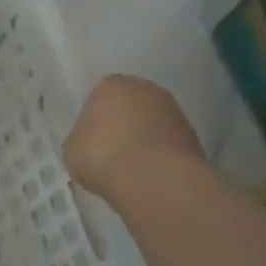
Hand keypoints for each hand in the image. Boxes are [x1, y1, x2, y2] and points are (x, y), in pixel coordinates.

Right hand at [63, 74, 205, 198]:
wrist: (155, 180)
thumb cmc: (103, 155)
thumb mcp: (72, 148)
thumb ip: (81, 138)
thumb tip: (89, 143)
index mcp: (111, 85)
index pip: (98, 96)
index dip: (94, 119)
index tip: (91, 140)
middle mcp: (145, 89)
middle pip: (129, 105)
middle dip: (121, 124)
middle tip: (110, 150)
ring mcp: (174, 110)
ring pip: (151, 123)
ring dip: (143, 139)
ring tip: (131, 167)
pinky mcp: (194, 136)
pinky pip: (167, 142)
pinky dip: (160, 154)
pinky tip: (149, 174)